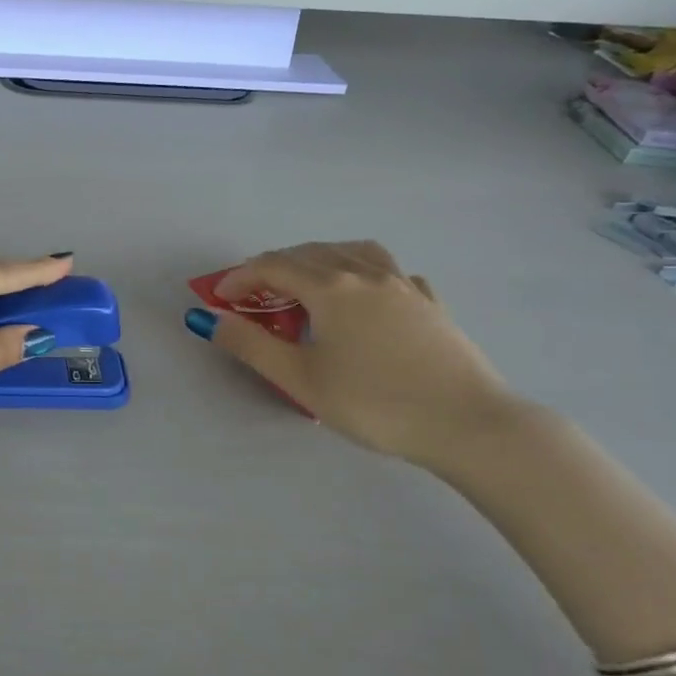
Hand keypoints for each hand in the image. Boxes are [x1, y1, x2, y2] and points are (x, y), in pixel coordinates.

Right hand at [187, 241, 525, 467]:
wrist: (467, 423)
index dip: (239, 278)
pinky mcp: (431, 304)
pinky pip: (389, 271)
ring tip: (305, 283)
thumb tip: (208, 317)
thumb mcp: (299, 378)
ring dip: (318, 259)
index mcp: (331, 287)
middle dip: (273, 267)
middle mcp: (366, 273)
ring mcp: (404, 285)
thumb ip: (249, 344)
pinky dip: (362, 272)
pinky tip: (364, 295)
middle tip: (252, 295)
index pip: (273, 267)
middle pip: (310, 252)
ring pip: (352, 251)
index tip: (219, 299)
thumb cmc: (373, 402)